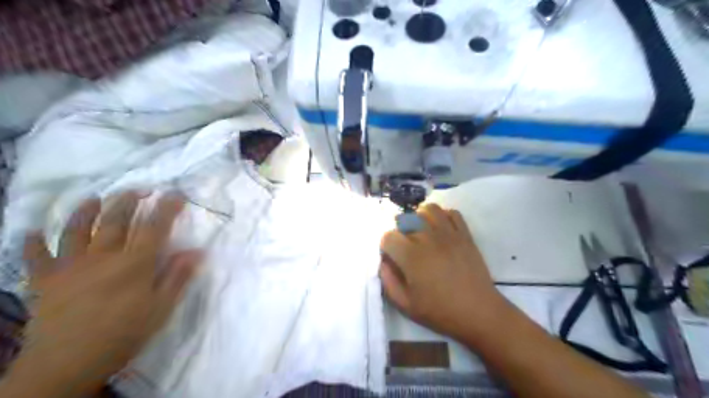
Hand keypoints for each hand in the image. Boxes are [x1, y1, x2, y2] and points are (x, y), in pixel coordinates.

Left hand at [6, 191, 198, 397]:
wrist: (66, 365)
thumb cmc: (123, 335)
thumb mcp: (161, 308)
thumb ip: (177, 277)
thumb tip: (197, 251)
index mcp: (134, 264)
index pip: (154, 227)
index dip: (166, 208)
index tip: (175, 193)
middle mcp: (102, 257)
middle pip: (115, 221)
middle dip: (128, 202)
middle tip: (137, 190)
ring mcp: (70, 267)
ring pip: (76, 231)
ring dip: (85, 211)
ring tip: (94, 198)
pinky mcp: (45, 282)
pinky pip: (36, 258)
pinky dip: (32, 244)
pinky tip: (31, 232)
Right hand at [379, 203, 512, 343]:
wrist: (478, 312)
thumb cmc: (440, 311)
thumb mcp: (405, 304)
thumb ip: (388, 280)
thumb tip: (384, 261)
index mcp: (411, 256)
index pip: (388, 236)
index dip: (386, 247)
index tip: (393, 258)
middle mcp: (428, 238)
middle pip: (406, 222)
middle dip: (401, 234)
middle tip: (407, 249)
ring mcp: (449, 234)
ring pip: (428, 210)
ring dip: (420, 217)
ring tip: (421, 231)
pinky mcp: (465, 234)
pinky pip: (452, 213)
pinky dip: (443, 216)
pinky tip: (440, 229)